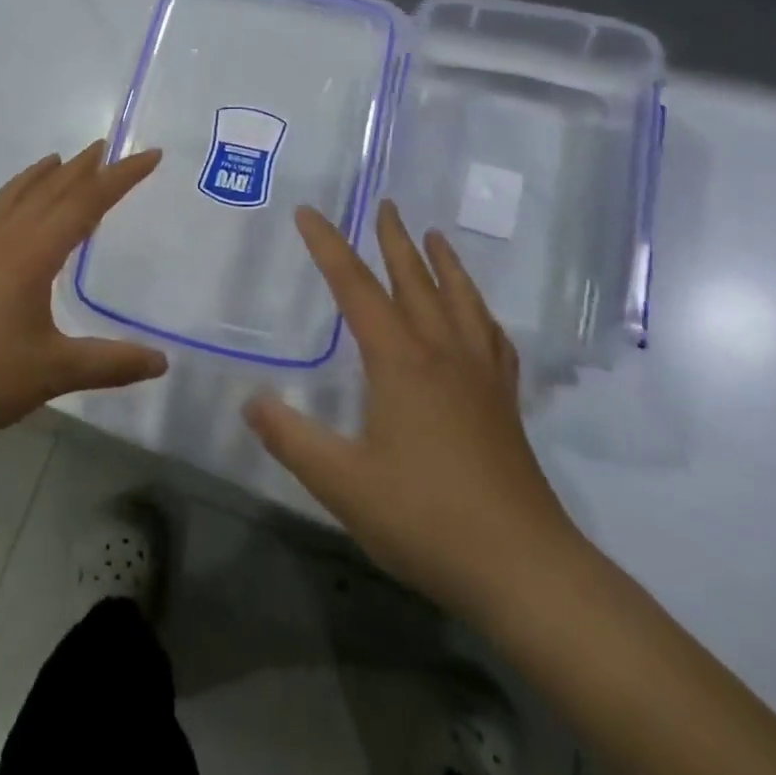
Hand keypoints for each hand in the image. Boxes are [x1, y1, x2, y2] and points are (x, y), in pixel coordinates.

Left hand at [0, 143, 168, 457]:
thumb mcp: (55, 372)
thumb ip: (110, 363)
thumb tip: (162, 362)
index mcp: (33, 254)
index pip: (86, 203)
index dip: (121, 178)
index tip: (151, 155)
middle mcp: (5, 240)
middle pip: (51, 190)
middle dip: (83, 167)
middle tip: (108, 146)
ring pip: (16, 197)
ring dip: (43, 176)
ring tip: (60, 161)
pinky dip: (12, 196)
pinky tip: (10, 208)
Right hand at [245, 200, 581, 616]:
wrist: (525, 571)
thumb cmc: (426, 520)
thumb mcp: (341, 483)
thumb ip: (290, 437)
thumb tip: (250, 401)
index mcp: (400, 360)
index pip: (355, 287)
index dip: (328, 246)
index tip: (308, 212)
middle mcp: (443, 353)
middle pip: (415, 280)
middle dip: (394, 240)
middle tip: (385, 204)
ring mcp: (481, 376)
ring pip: (461, 301)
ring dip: (444, 263)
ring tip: (435, 236)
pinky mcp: (504, 403)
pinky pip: (493, 338)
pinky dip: (481, 311)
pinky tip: (480, 315)